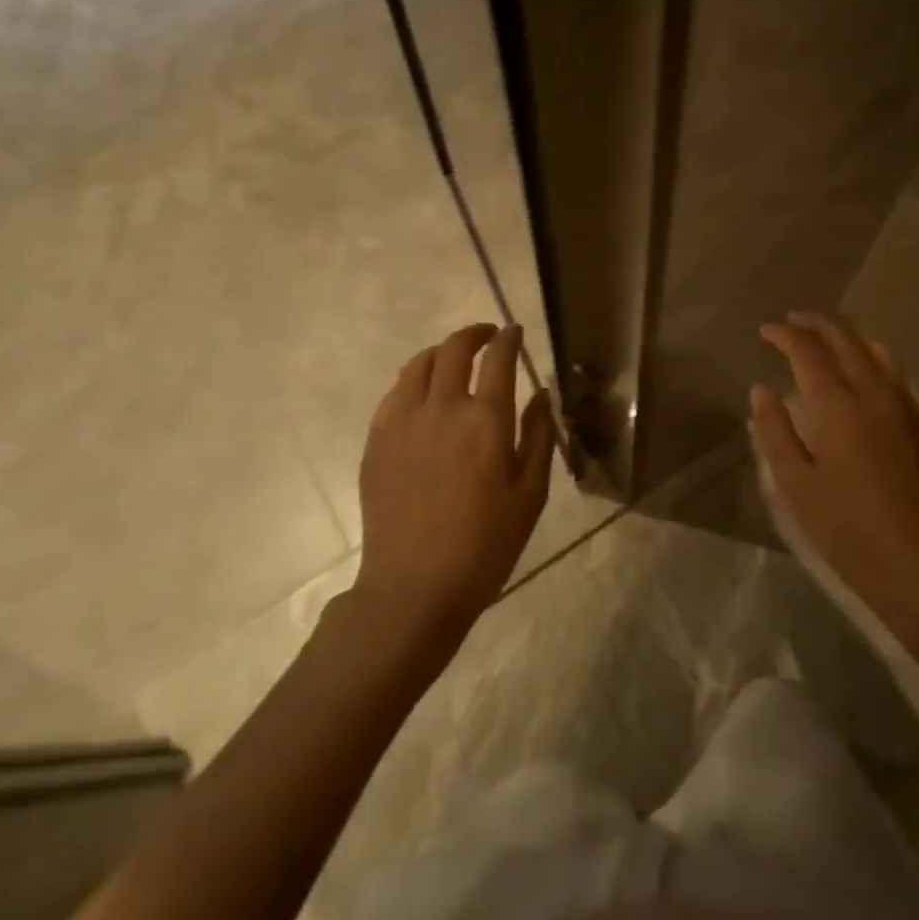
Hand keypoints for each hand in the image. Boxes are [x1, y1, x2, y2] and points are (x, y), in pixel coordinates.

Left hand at [353, 323, 554, 651]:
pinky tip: (423, 394)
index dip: (509, 339)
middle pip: (455, 350)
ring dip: (442, 351)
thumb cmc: (485, 545)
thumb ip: (539, 436)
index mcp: (486, 420)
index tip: (515, 332)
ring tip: (454, 357)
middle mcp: (443, 408)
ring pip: (420, 365)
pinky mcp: (377, 441)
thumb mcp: (530, 494)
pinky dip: (415, 379)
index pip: (499, 359)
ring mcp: (403, 422)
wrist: (413, 587)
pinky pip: (395, 393)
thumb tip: (541, 394)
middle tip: (488, 335)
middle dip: (475, 334)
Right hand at [751, 311, 918, 659]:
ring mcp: (906, 407)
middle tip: (793, 320)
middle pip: (846, 340)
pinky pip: (897, 372)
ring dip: (848, 335)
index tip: (766, 330)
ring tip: (827, 335)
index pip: (808, 352)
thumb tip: (762, 390)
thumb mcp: (796, 486)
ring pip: (876, 351)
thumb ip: (775, 432)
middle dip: (817, 323)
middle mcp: (875, 394)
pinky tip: (869, 366)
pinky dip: (874, 356)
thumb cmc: (849, 531)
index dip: (785, 335)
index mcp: (839, 406)